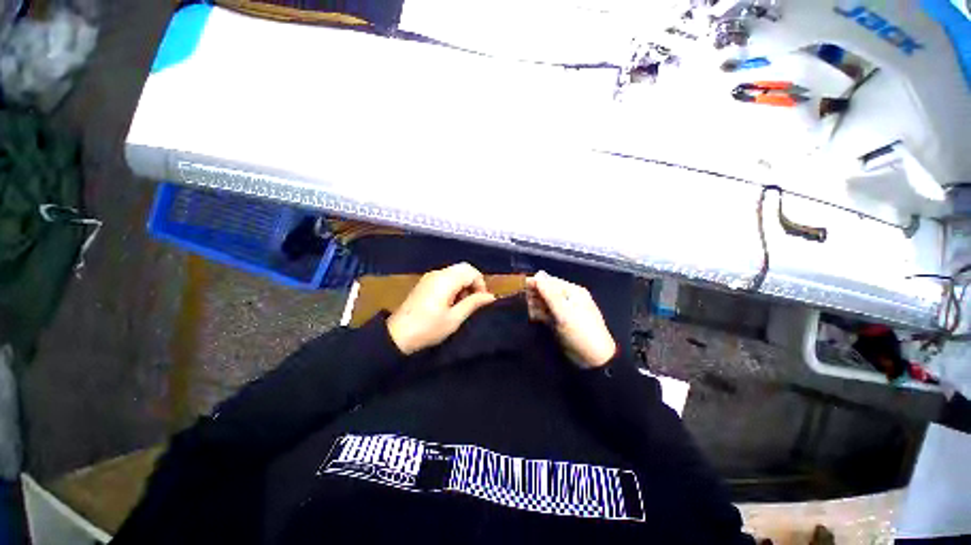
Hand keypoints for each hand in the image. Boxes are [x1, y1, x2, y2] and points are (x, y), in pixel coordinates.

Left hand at [387, 263, 496, 354]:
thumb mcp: (454, 319)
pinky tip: (450, 301)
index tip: (481, 301)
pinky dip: (454, 284)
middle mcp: (438, 273)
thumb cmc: (428, 328)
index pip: (471, 271)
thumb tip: (491, 296)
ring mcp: (430, 276)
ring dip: (463, 283)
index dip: (480, 284)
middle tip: (473, 301)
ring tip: (462, 303)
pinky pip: (446, 276)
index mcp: (445, 280)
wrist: (397, 335)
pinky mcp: (425, 282)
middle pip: (463, 268)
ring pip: (455, 271)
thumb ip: (473, 304)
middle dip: (473, 282)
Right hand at [526, 271, 616, 368]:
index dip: (535, 282)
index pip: (550, 281)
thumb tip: (537, 274)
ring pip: (544, 303)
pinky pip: (546, 314)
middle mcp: (567, 298)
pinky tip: (531, 317)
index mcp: (572, 292)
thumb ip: (550, 293)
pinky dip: (538, 314)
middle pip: (546, 291)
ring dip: (535, 305)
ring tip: (525, 309)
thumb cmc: (580, 332)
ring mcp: (563, 311)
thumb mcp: (564, 311)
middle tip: (520, 300)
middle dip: (534, 294)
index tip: (519, 285)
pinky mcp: (559, 322)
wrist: (593, 359)